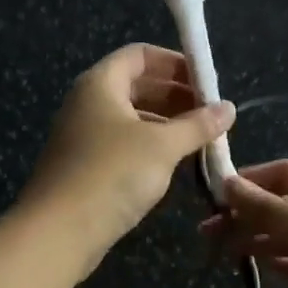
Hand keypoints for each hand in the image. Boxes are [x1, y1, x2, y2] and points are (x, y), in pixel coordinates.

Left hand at [18, 44, 234, 272]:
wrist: (58, 232)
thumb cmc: (112, 174)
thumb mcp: (162, 146)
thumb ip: (197, 125)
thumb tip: (229, 108)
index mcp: (100, 84)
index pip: (139, 55)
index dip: (174, 62)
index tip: (206, 82)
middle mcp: (87, 103)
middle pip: (136, 85)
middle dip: (176, 96)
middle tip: (210, 114)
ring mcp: (83, 136)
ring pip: (131, 118)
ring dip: (166, 124)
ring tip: (200, 140)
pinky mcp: (84, 166)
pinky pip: (123, 144)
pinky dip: (150, 146)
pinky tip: (174, 164)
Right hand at [209, 160, 287, 287]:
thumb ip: (270, 210)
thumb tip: (229, 182)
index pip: (286, 172)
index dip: (251, 180)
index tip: (216, 197)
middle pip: (286, 204)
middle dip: (249, 213)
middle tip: (209, 233)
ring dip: (261, 238)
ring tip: (225, 251)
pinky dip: (282, 262)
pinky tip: (261, 267)